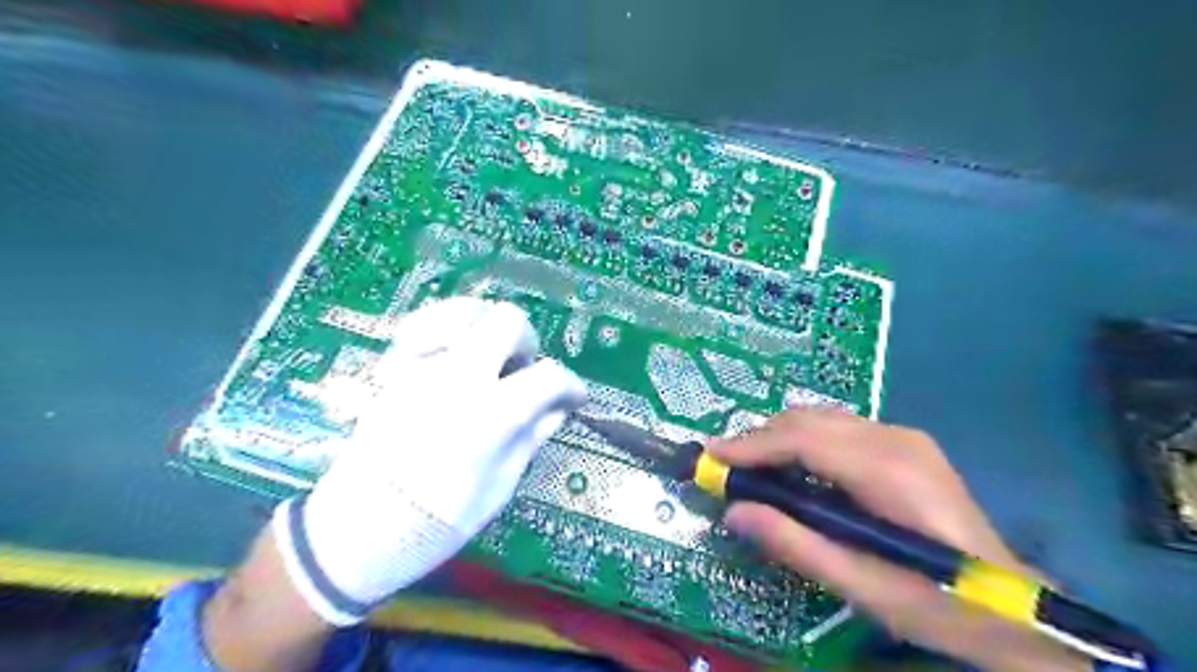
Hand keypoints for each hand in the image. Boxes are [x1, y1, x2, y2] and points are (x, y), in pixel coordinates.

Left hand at [273, 296, 587, 627]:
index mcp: (490, 414)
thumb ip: (531, 437)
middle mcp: (457, 378)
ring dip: (486, 327)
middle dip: (527, 343)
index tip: (575, 397)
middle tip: (524, 372)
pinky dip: (443, 333)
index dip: (571, 385)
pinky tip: (449, 357)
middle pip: (508, 321)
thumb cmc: (434, 523)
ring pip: (463, 310)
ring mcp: (420, 368)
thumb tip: (558, 407)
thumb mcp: (499, 488)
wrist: (355, 534)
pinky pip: (421, 327)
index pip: (548, 376)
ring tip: (489, 356)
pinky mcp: (393, 371)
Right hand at [710, 406, 1091, 671]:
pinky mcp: (904, 444)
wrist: (1011, 608)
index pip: (804, 439)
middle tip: (726, 467)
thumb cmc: (936, 603)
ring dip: (780, 437)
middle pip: (809, 420)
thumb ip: (794, 544)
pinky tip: (793, 469)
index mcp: (889, 471)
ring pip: (821, 418)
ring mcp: (903, 437)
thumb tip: (734, 512)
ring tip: (751, 467)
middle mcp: (895, 439)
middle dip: (760, 438)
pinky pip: (838, 428)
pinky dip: (804, 441)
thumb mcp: (860, 586)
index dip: (752, 444)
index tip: (712, 456)